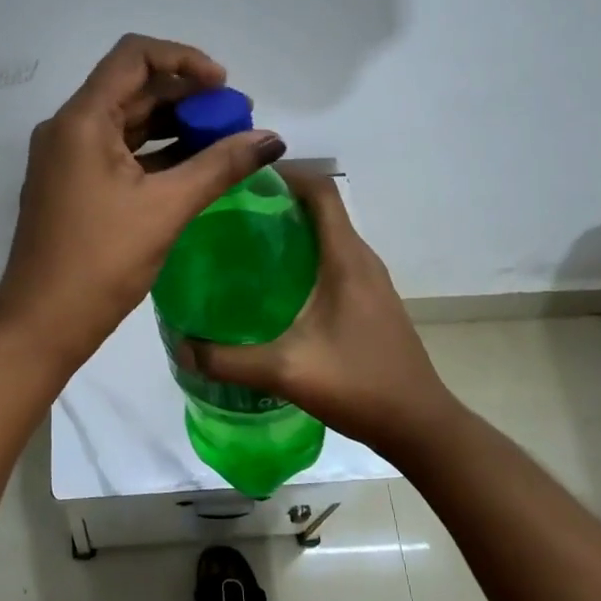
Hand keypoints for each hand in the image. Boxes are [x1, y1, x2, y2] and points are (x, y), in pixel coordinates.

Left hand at [0, 34, 285, 371]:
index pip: (134, 56)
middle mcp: (69, 128)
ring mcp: (67, 157)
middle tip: (234, 119)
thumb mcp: (167, 209)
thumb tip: (272, 138)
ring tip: (223, 142)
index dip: (184, 59)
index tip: (224, 87)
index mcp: (82, 120)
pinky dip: (156, 152)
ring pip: (127, 121)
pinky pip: (119, 151)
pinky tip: (194, 167)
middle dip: (186, 97)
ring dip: (174, 125)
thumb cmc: (100, 262)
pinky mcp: (73, 183)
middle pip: (133, 88)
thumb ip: (220, 166)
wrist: (41, 325)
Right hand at [186, 165, 453, 455]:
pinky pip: (333, 259)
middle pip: (321, 208)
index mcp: (346, 258)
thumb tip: (180, 346)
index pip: (320, 190)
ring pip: (327, 235)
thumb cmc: (360, 385)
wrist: (419, 426)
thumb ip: (228, 360)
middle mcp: (360, 259)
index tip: (242, 178)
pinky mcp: (369, 300)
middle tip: (228, 212)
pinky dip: (304, 255)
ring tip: (242, 243)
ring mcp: (369, 280)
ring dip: (290, 229)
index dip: (285, 174)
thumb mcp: (286, 371)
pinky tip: (272, 285)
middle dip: (277, 201)